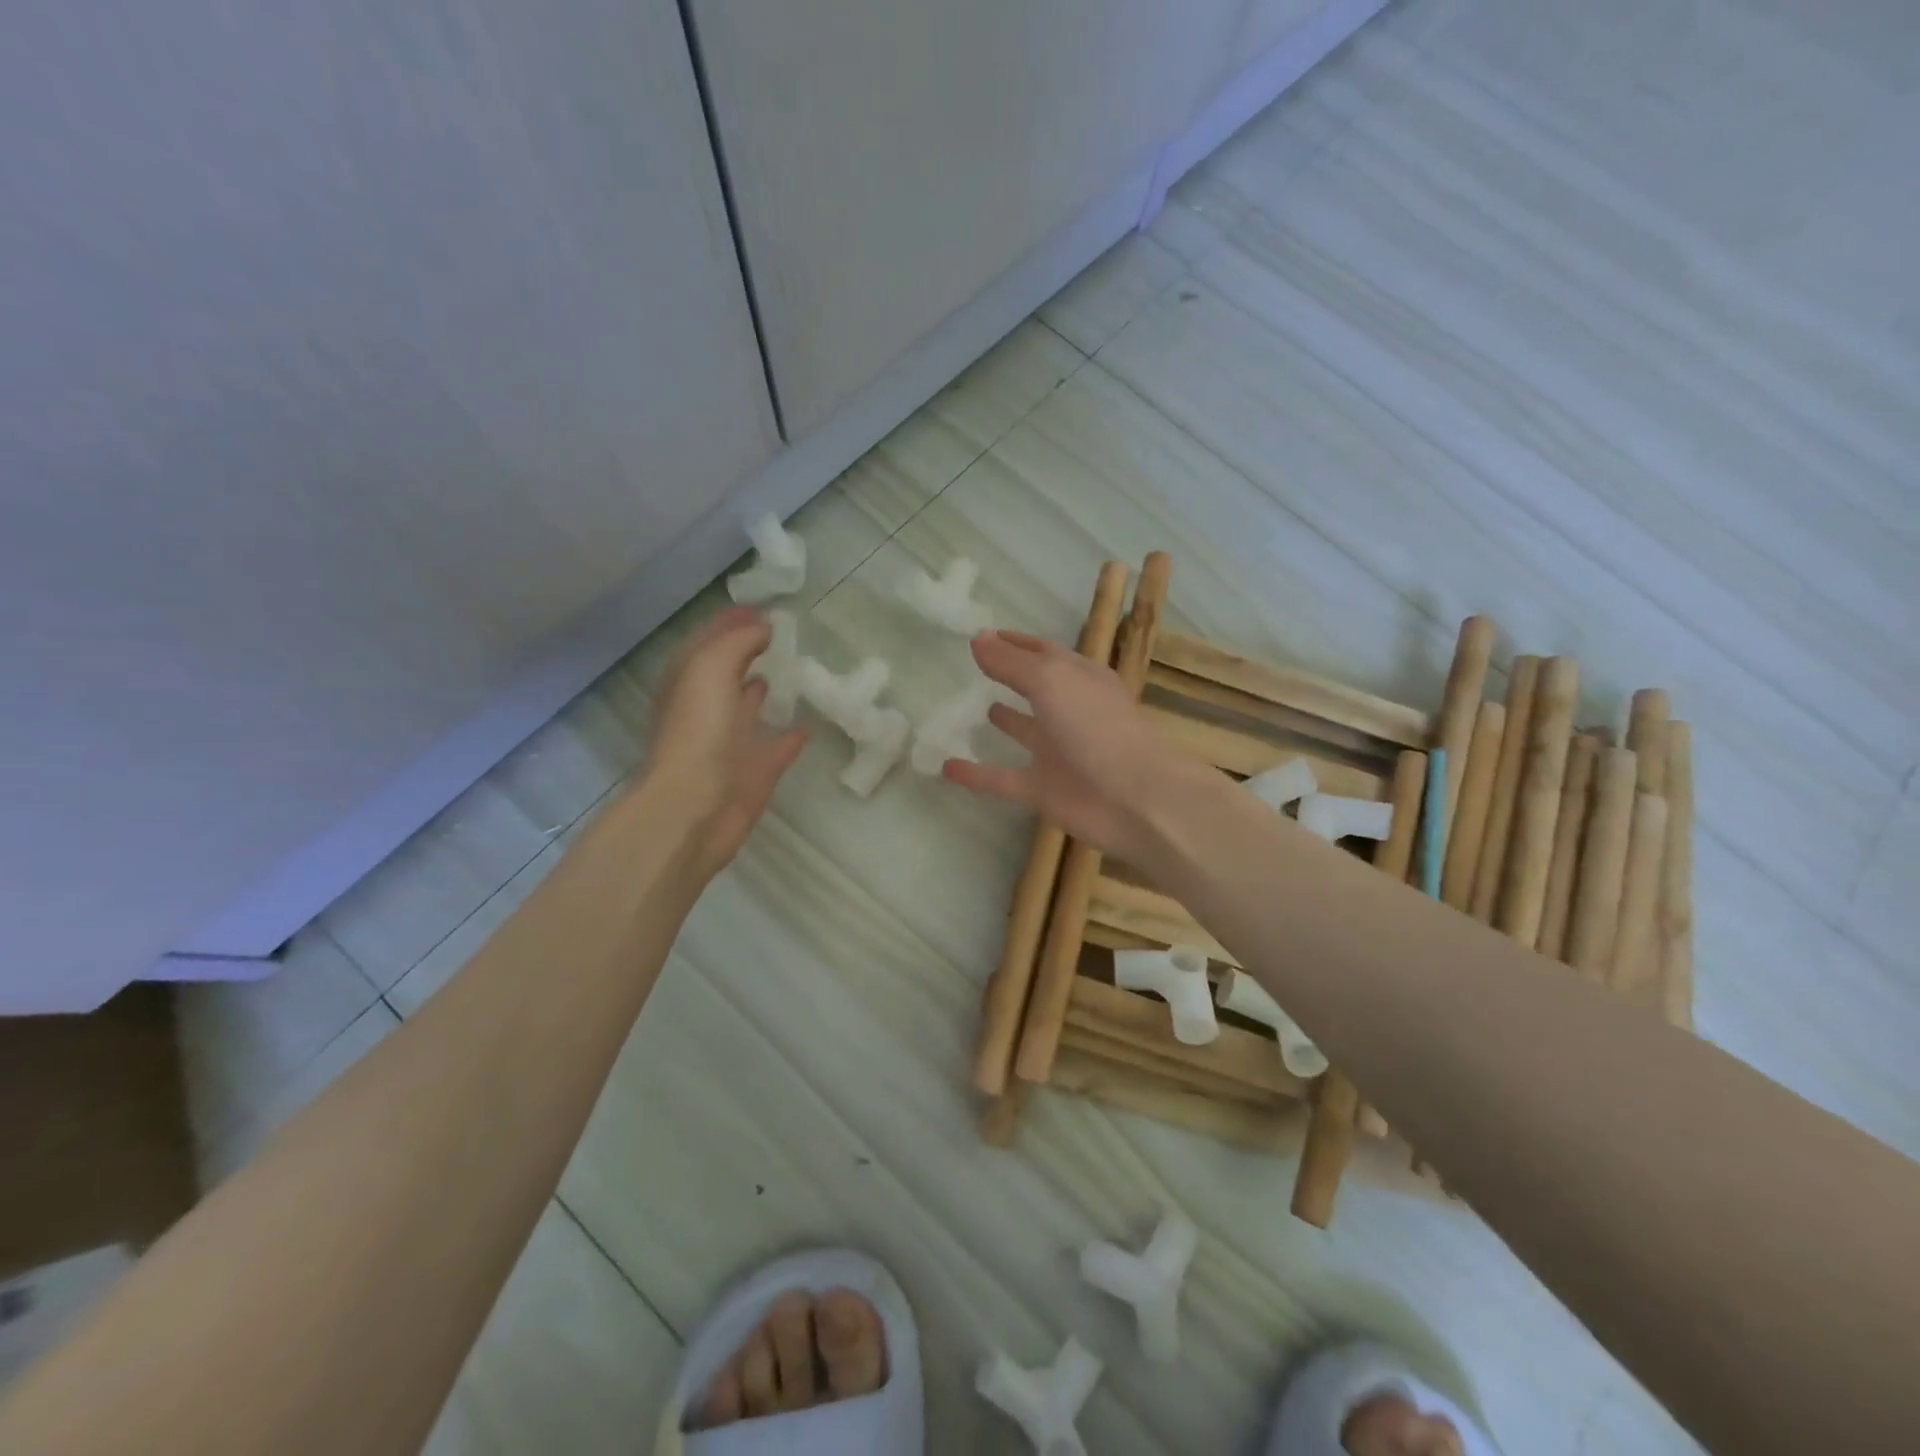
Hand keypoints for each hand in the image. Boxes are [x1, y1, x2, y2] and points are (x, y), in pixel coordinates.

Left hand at [641, 606, 806, 876]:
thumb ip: (737, 642)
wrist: (695, 808)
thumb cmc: (698, 732)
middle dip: (748, 652)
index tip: (765, 606)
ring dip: (762, 691)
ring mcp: (728, 743)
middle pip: (727, 672)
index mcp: (688, 682)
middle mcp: (705, 709)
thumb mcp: (711, 668)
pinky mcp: (753, 773)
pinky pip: (776, 748)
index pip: (709, 640)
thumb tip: (762, 627)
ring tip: (791, 671)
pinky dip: (790, 736)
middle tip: (782, 635)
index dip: (732, 621)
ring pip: (747, 709)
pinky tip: (809, 725)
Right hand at [944, 630, 1198, 865]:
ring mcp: (1059, 753)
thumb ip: (1011, 662)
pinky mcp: (1044, 790)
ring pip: (1026, 732)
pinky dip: (977, 775)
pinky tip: (946, 767)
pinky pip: (1002, 780)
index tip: (986, 635)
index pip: (1045, 653)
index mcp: (1082, 679)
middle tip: (978, 667)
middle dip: (1013, 676)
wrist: (1132, 800)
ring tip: (980, 710)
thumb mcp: (1050, 680)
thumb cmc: (1094, 727)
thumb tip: (977, 638)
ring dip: (1007, 721)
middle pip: (1038, 688)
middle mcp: (1071, 712)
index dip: (1017, 643)